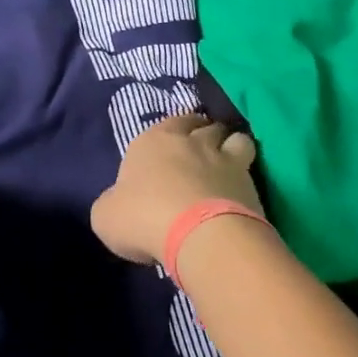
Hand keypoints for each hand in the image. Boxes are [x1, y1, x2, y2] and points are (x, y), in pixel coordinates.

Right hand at [91, 113, 262, 265]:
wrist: (198, 234)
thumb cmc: (143, 218)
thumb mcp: (106, 216)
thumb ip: (114, 202)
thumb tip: (121, 203)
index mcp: (152, 141)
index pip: (168, 123)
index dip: (172, 134)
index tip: (171, 149)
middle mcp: (191, 141)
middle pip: (203, 125)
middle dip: (203, 134)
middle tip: (201, 152)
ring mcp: (225, 158)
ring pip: (235, 138)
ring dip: (232, 147)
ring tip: (228, 165)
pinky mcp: (250, 181)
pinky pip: (251, 167)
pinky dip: (247, 174)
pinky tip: (242, 189)